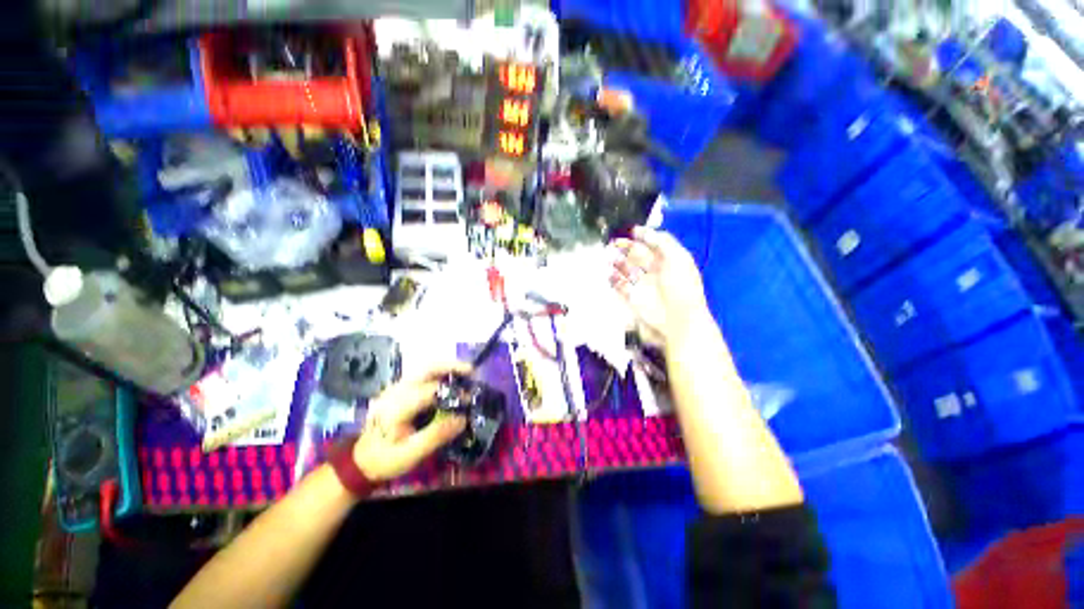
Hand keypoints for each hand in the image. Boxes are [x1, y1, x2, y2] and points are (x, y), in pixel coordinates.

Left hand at [353, 362, 470, 481]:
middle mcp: (395, 391)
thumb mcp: (410, 454)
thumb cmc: (385, 460)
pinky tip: (450, 381)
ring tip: (465, 373)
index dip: (453, 392)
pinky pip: (422, 375)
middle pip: (426, 369)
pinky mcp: (398, 389)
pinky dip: (439, 373)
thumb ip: (436, 435)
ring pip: (424, 368)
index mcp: (396, 408)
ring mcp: (395, 388)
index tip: (470, 399)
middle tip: (472, 372)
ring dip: (446, 368)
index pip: (430, 391)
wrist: (360, 461)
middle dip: (451, 367)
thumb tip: (463, 419)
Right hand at [611, 227, 710, 347]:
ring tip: (608, 255)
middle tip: (613, 243)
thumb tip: (643, 232)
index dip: (642, 236)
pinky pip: (620, 285)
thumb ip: (663, 242)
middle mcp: (654, 270)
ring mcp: (642, 284)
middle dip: (625, 248)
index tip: (630, 231)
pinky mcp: (632, 297)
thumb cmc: (681, 287)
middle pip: (636, 255)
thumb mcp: (678, 258)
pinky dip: (613, 279)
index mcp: (667, 260)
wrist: (678, 320)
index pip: (652, 244)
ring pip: (626, 268)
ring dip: (617, 261)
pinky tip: (608, 272)